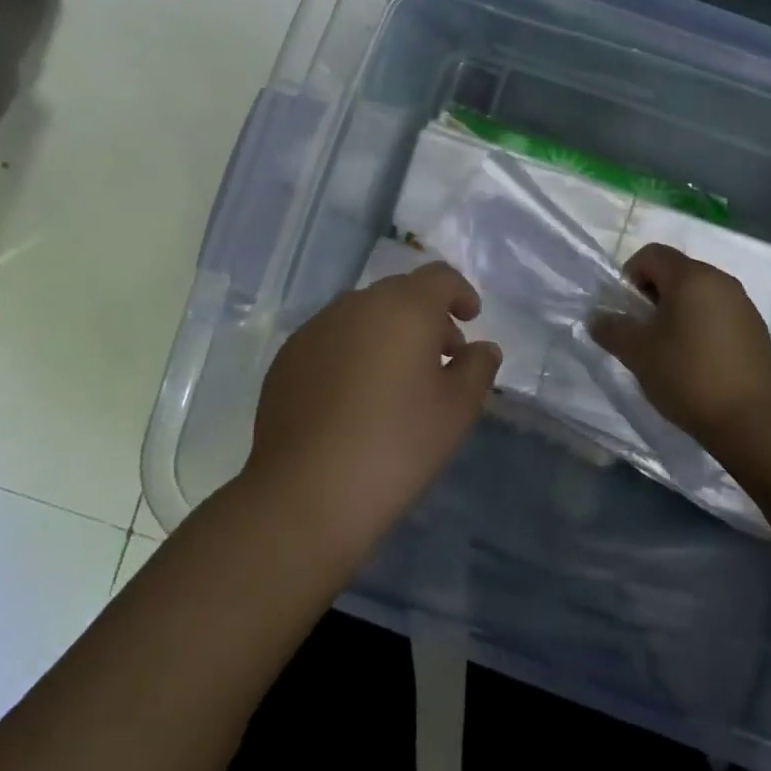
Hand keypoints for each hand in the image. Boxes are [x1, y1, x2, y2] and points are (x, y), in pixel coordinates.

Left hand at [245, 262, 500, 561]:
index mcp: (405, 307)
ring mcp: (317, 327)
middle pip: (401, 292)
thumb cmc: (395, 446)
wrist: (304, 494)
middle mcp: (358, 304)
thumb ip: (477, 369)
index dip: (460, 293)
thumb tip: (481, 348)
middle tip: (441, 356)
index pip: (440, 277)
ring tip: (397, 379)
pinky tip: (355, 396)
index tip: (471, 320)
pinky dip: (354, 351)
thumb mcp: (456, 411)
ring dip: (388, 332)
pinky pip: (333, 338)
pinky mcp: (288, 356)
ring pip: (364, 314)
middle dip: (427, 316)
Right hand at [590, 243, 770, 451]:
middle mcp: (720, 280)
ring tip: (670, 347)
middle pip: (677, 271)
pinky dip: (702, 323)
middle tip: (644, 330)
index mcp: (690, 277)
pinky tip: (699, 359)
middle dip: (654, 293)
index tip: (627, 309)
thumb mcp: (638, 354)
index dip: (631, 274)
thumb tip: (598, 318)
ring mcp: (743, 303)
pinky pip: (720, 312)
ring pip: (699, 292)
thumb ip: (612, 329)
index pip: (652, 253)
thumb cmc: (688, 377)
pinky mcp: (756, 328)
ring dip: (679, 309)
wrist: (752, 421)